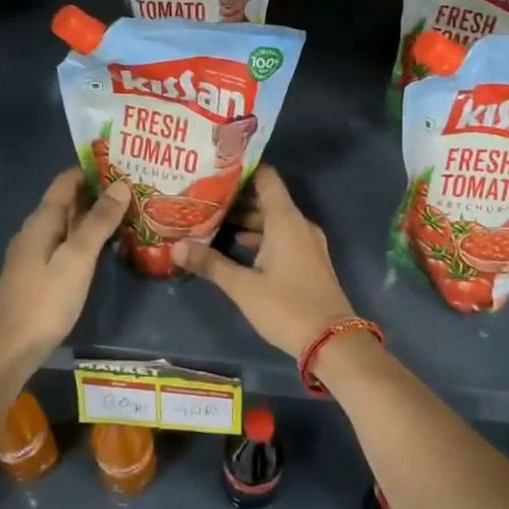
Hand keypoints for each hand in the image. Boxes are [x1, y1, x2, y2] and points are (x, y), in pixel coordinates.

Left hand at [0, 170, 129, 369]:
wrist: (7, 351)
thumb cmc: (43, 301)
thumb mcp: (77, 259)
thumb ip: (98, 222)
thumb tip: (121, 185)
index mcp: (42, 221)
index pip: (66, 181)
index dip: (93, 169)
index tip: (125, 163)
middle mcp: (36, 231)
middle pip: (68, 201)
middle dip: (99, 191)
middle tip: (136, 186)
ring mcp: (36, 255)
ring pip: (69, 224)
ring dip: (95, 216)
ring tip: (131, 211)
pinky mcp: (41, 276)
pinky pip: (68, 244)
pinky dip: (88, 238)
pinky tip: (108, 245)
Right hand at [177, 166, 356, 356]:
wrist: (332, 341)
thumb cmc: (286, 306)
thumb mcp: (243, 286)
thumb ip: (210, 264)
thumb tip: (176, 247)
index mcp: (285, 220)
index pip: (265, 178)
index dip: (242, 169)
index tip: (215, 167)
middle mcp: (298, 224)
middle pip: (266, 200)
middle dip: (236, 199)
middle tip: (202, 197)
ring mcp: (306, 243)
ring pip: (272, 221)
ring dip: (246, 221)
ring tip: (211, 222)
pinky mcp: (308, 260)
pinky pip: (281, 237)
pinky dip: (259, 238)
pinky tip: (234, 247)